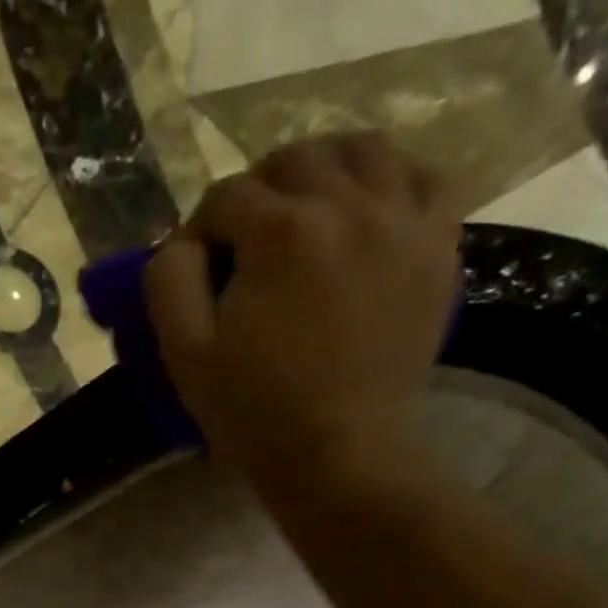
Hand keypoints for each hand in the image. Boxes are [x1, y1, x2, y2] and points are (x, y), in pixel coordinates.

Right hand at [145, 132, 459, 490]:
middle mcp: (349, 204)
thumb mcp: (186, 357)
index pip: (226, 197)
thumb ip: (169, 282)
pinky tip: (368, 213)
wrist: (343, 457)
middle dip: (258, 192)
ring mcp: (403, 221)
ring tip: (306, 216)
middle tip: (245, 245)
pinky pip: (425, 178)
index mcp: (280, 232)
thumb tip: (180, 242)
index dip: (200, 232)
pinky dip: (392, 182)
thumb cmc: (257, 415)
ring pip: (362, 150)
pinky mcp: (438, 248)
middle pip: (294, 159)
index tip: (197, 273)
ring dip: (323, 171)